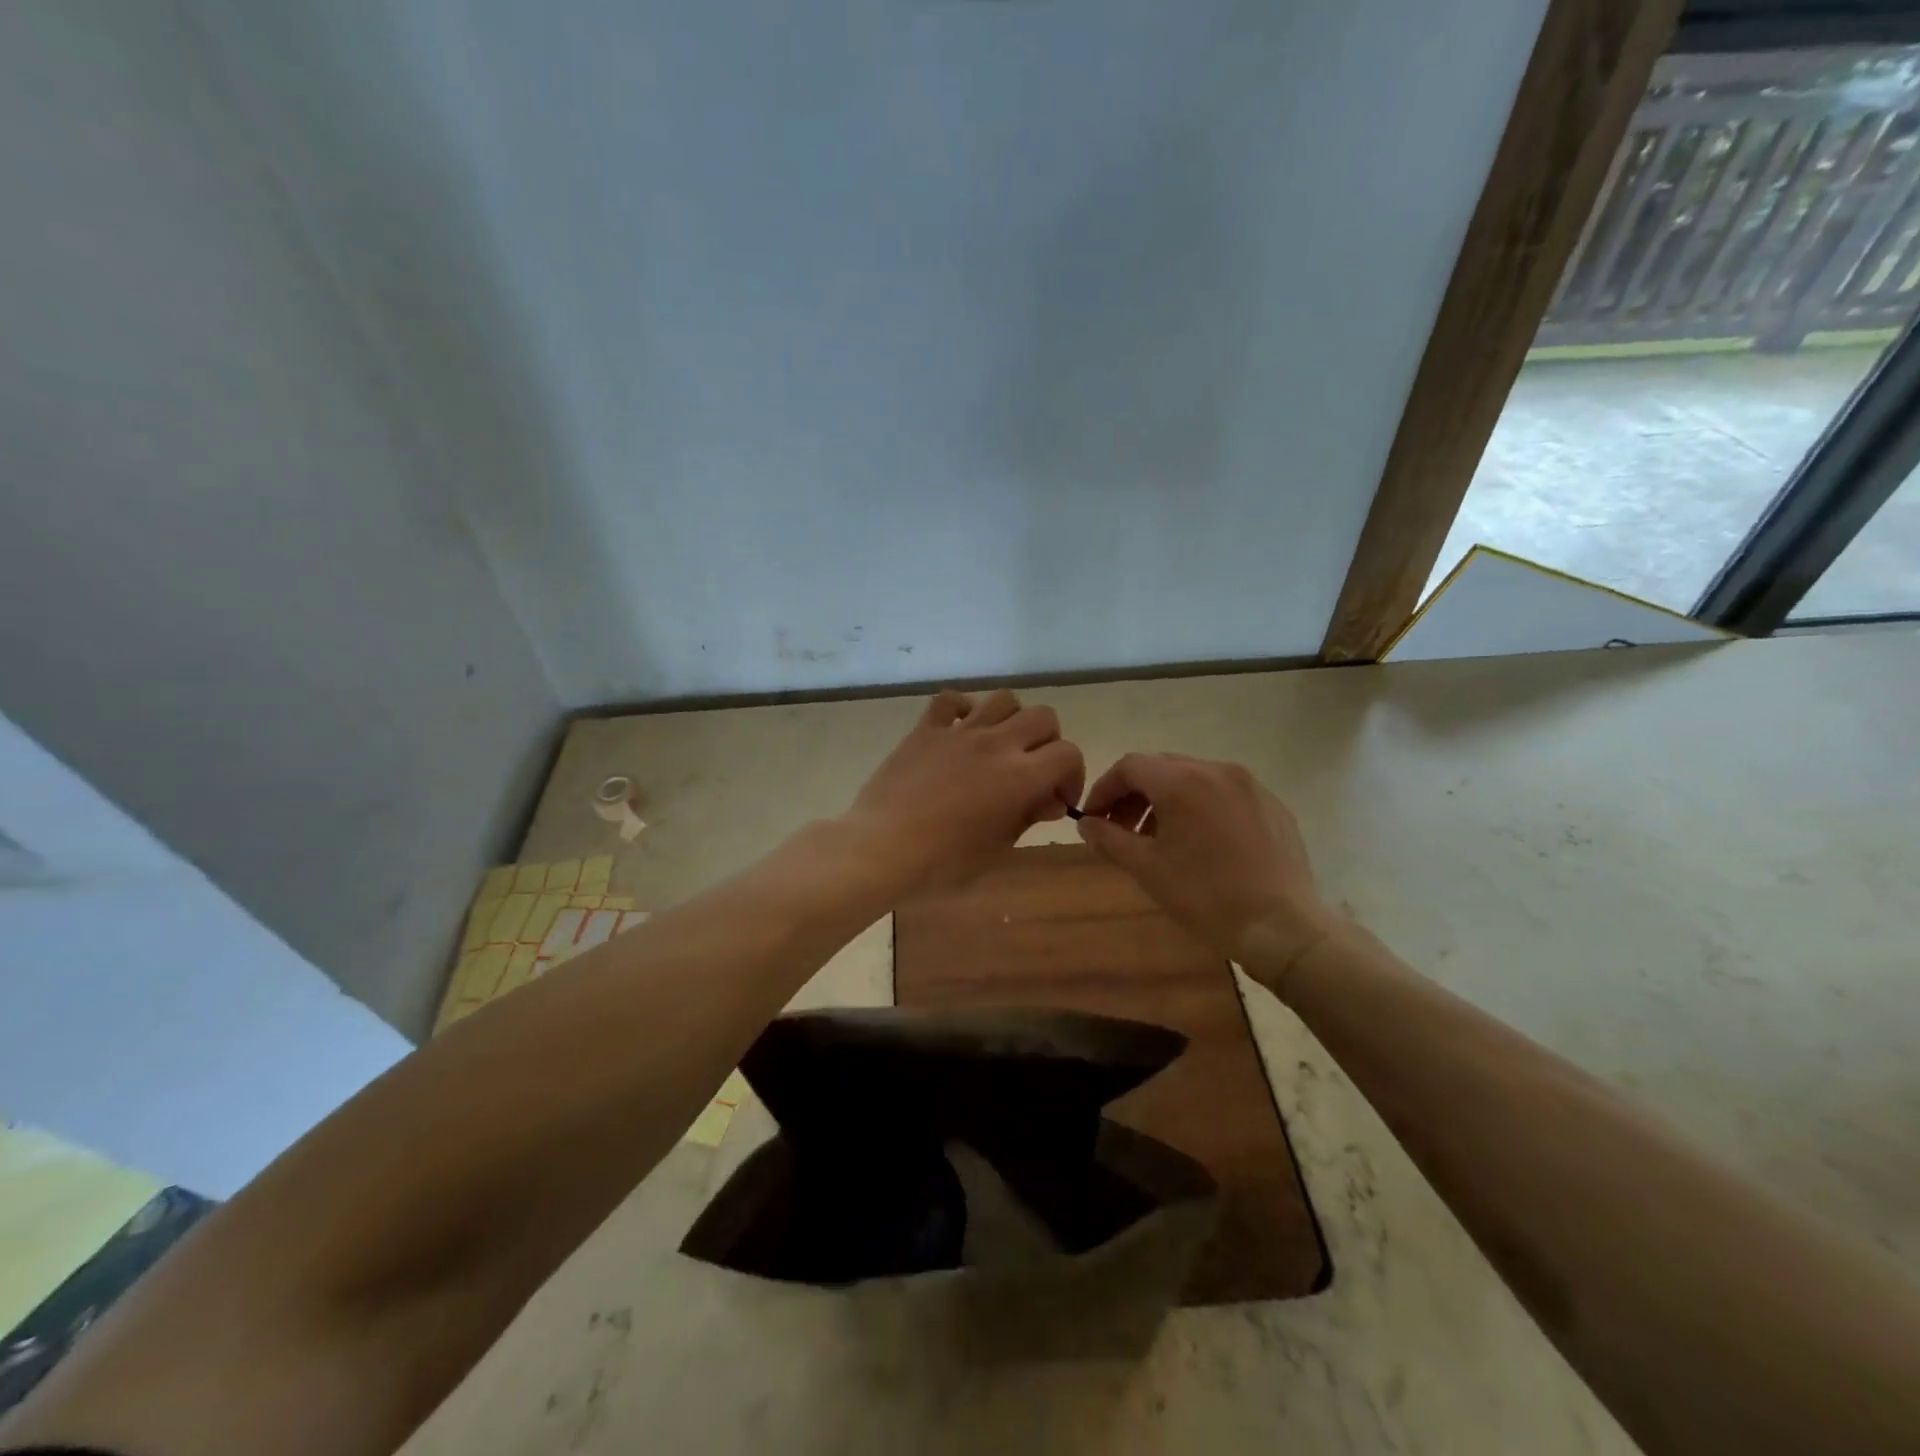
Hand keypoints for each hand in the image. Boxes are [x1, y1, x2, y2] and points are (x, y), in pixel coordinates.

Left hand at [843, 689, 1085, 896]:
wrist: (882, 848)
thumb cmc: (943, 862)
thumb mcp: (997, 848)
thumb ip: (1029, 816)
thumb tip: (1051, 800)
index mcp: (1020, 776)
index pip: (1068, 753)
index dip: (1072, 775)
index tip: (1056, 798)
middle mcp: (996, 743)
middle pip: (1043, 717)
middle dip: (1047, 742)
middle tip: (1032, 770)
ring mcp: (959, 731)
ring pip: (1003, 699)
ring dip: (1011, 719)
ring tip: (999, 746)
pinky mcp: (926, 729)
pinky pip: (951, 699)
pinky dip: (963, 708)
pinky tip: (961, 731)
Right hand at [1076, 753, 1337, 984]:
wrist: (1284, 928)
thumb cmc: (1206, 896)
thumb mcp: (1147, 868)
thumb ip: (1109, 838)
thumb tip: (1086, 823)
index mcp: (1183, 781)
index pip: (1130, 766)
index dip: (1104, 789)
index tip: (1093, 819)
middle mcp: (1217, 770)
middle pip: (1162, 768)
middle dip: (1134, 795)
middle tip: (1120, 830)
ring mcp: (1250, 786)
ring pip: (1194, 779)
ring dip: (1167, 801)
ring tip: (1158, 840)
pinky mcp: (1272, 806)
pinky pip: (1224, 795)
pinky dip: (1201, 808)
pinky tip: (1200, 845)